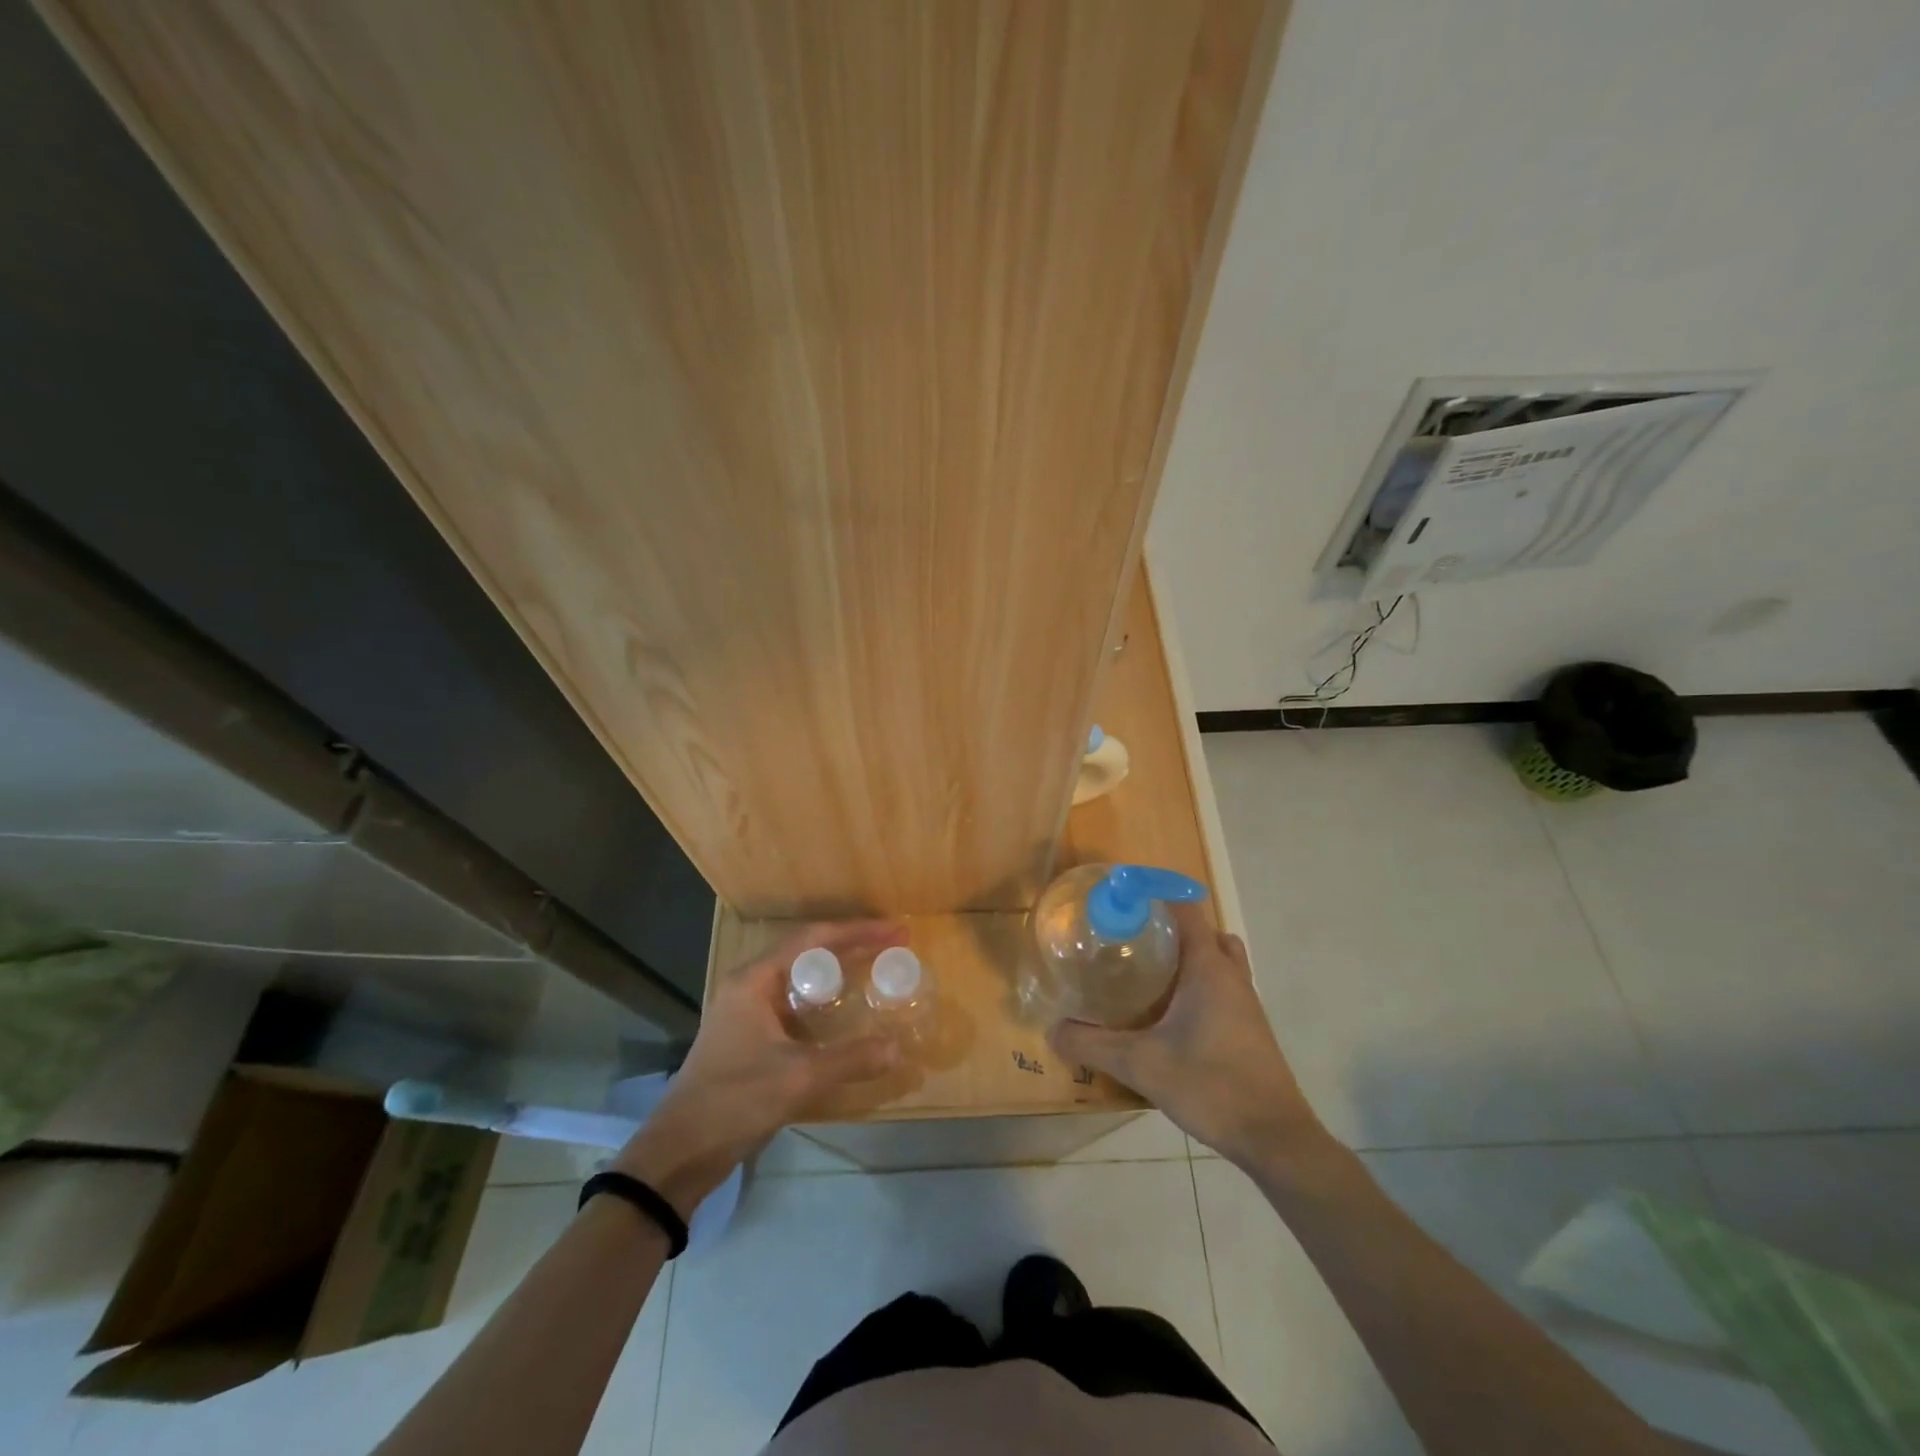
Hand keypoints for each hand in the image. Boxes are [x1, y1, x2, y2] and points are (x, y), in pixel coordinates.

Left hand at [612, 921, 905, 1214]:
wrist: (679, 1153)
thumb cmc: (734, 1100)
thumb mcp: (798, 1078)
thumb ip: (850, 1059)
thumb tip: (896, 1048)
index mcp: (754, 980)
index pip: (813, 939)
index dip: (857, 932)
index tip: (894, 932)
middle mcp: (750, 986)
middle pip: (808, 952)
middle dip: (852, 947)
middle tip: (892, 947)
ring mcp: (747, 1012)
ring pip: (801, 979)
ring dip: (838, 973)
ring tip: (874, 971)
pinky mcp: (749, 1037)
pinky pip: (795, 1005)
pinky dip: (824, 1002)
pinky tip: (845, 1016)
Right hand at [1049, 903, 1326, 1166]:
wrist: (1274, 1138)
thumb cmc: (1211, 1085)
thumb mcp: (1140, 1065)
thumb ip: (1093, 1046)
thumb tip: (1053, 1031)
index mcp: (1208, 968)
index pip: (1185, 909)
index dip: (1154, 897)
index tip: (1120, 902)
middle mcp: (1231, 976)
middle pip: (1204, 932)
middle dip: (1171, 928)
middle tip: (1133, 941)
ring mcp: (1246, 1003)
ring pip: (1218, 961)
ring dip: (1189, 958)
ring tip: (1150, 975)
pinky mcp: (1250, 1029)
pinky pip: (1223, 987)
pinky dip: (1200, 986)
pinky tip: (1170, 1016)